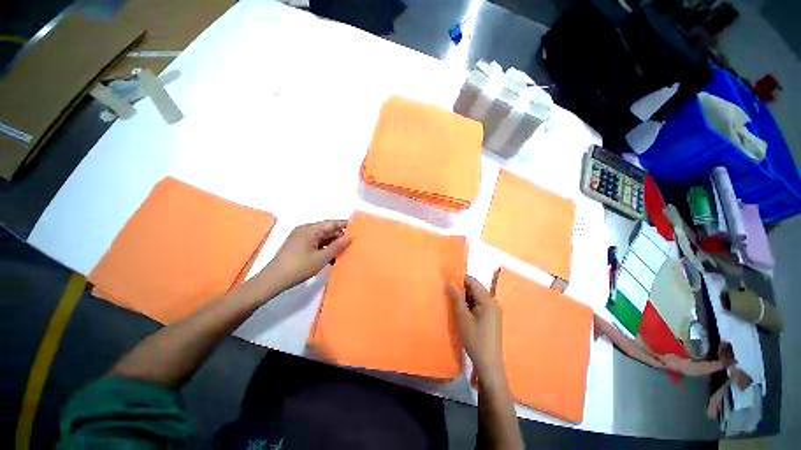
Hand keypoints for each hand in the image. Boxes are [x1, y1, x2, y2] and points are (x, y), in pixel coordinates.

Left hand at [263, 220, 350, 290]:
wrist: (273, 280)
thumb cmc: (299, 267)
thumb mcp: (321, 258)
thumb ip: (337, 246)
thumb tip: (349, 237)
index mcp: (310, 229)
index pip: (331, 223)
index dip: (344, 225)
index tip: (357, 229)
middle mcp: (305, 230)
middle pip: (326, 230)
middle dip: (339, 236)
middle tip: (352, 243)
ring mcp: (300, 238)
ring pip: (321, 237)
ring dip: (332, 244)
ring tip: (343, 252)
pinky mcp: (297, 245)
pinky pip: (315, 243)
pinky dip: (324, 248)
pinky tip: (331, 257)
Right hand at [447, 276, 502, 374]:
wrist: (488, 363)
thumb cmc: (475, 339)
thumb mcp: (462, 317)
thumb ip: (456, 298)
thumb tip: (450, 282)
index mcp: (487, 300)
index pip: (472, 281)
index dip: (459, 280)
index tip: (447, 283)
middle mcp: (492, 302)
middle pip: (475, 288)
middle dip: (461, 289)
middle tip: (448, 294)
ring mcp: (493, 311)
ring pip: (476, 297)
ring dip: (465, 298)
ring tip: (452, 303)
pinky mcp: (491, 318)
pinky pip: (479, 305)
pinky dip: (469, 305)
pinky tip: (461, 312)